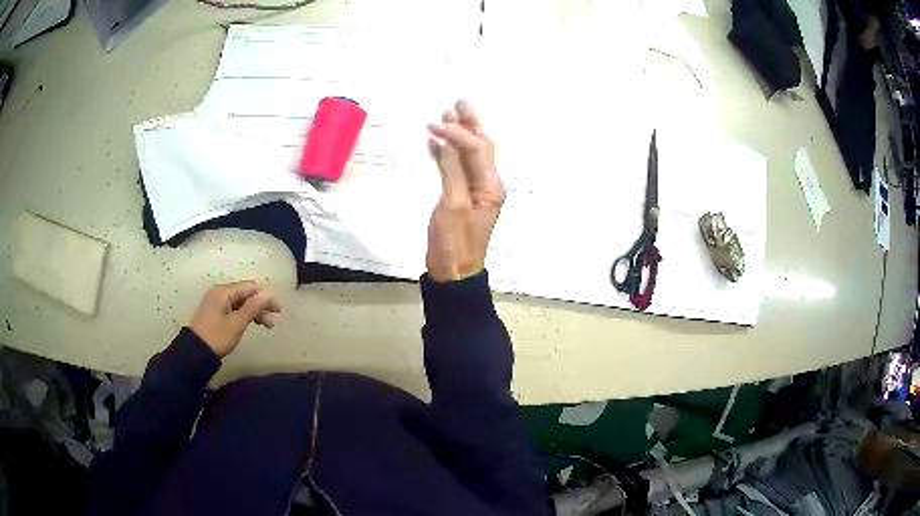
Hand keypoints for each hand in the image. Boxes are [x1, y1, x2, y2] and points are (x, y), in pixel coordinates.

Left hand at [189, 281, 281, 357]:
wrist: (195, 352)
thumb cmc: (217, 337)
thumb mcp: (236, 323)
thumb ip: (253, 307)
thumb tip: (268, 293)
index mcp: (224, 292)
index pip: (250, 287)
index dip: (265, 297)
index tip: (278, 311)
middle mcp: (220, 292)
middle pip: (246, 294)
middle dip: (261, 306)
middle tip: (273, 322)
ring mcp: (217, 302)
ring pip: (241, 302)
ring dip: (254, 312)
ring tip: (266, 326)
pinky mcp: (215, 312)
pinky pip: (234, 308)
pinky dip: (245, 315)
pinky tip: (251, 323)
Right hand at [426, 100, 504, 282]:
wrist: (453, 272)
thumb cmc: (454, 243)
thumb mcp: (453, 206)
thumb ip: (452, 173)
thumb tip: (448, 143)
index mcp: (490, 186)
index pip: (477, 149)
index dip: (458, 134)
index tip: (435, 125)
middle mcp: (486, 184)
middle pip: (479, 147)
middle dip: (469, 124)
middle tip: (458, 103)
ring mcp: (473, 190)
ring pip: (467, 155)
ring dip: (457, 135)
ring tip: (445, 115)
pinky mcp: (459, 196)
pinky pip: (454, 169)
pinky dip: (445, 154)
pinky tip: (435, 143)